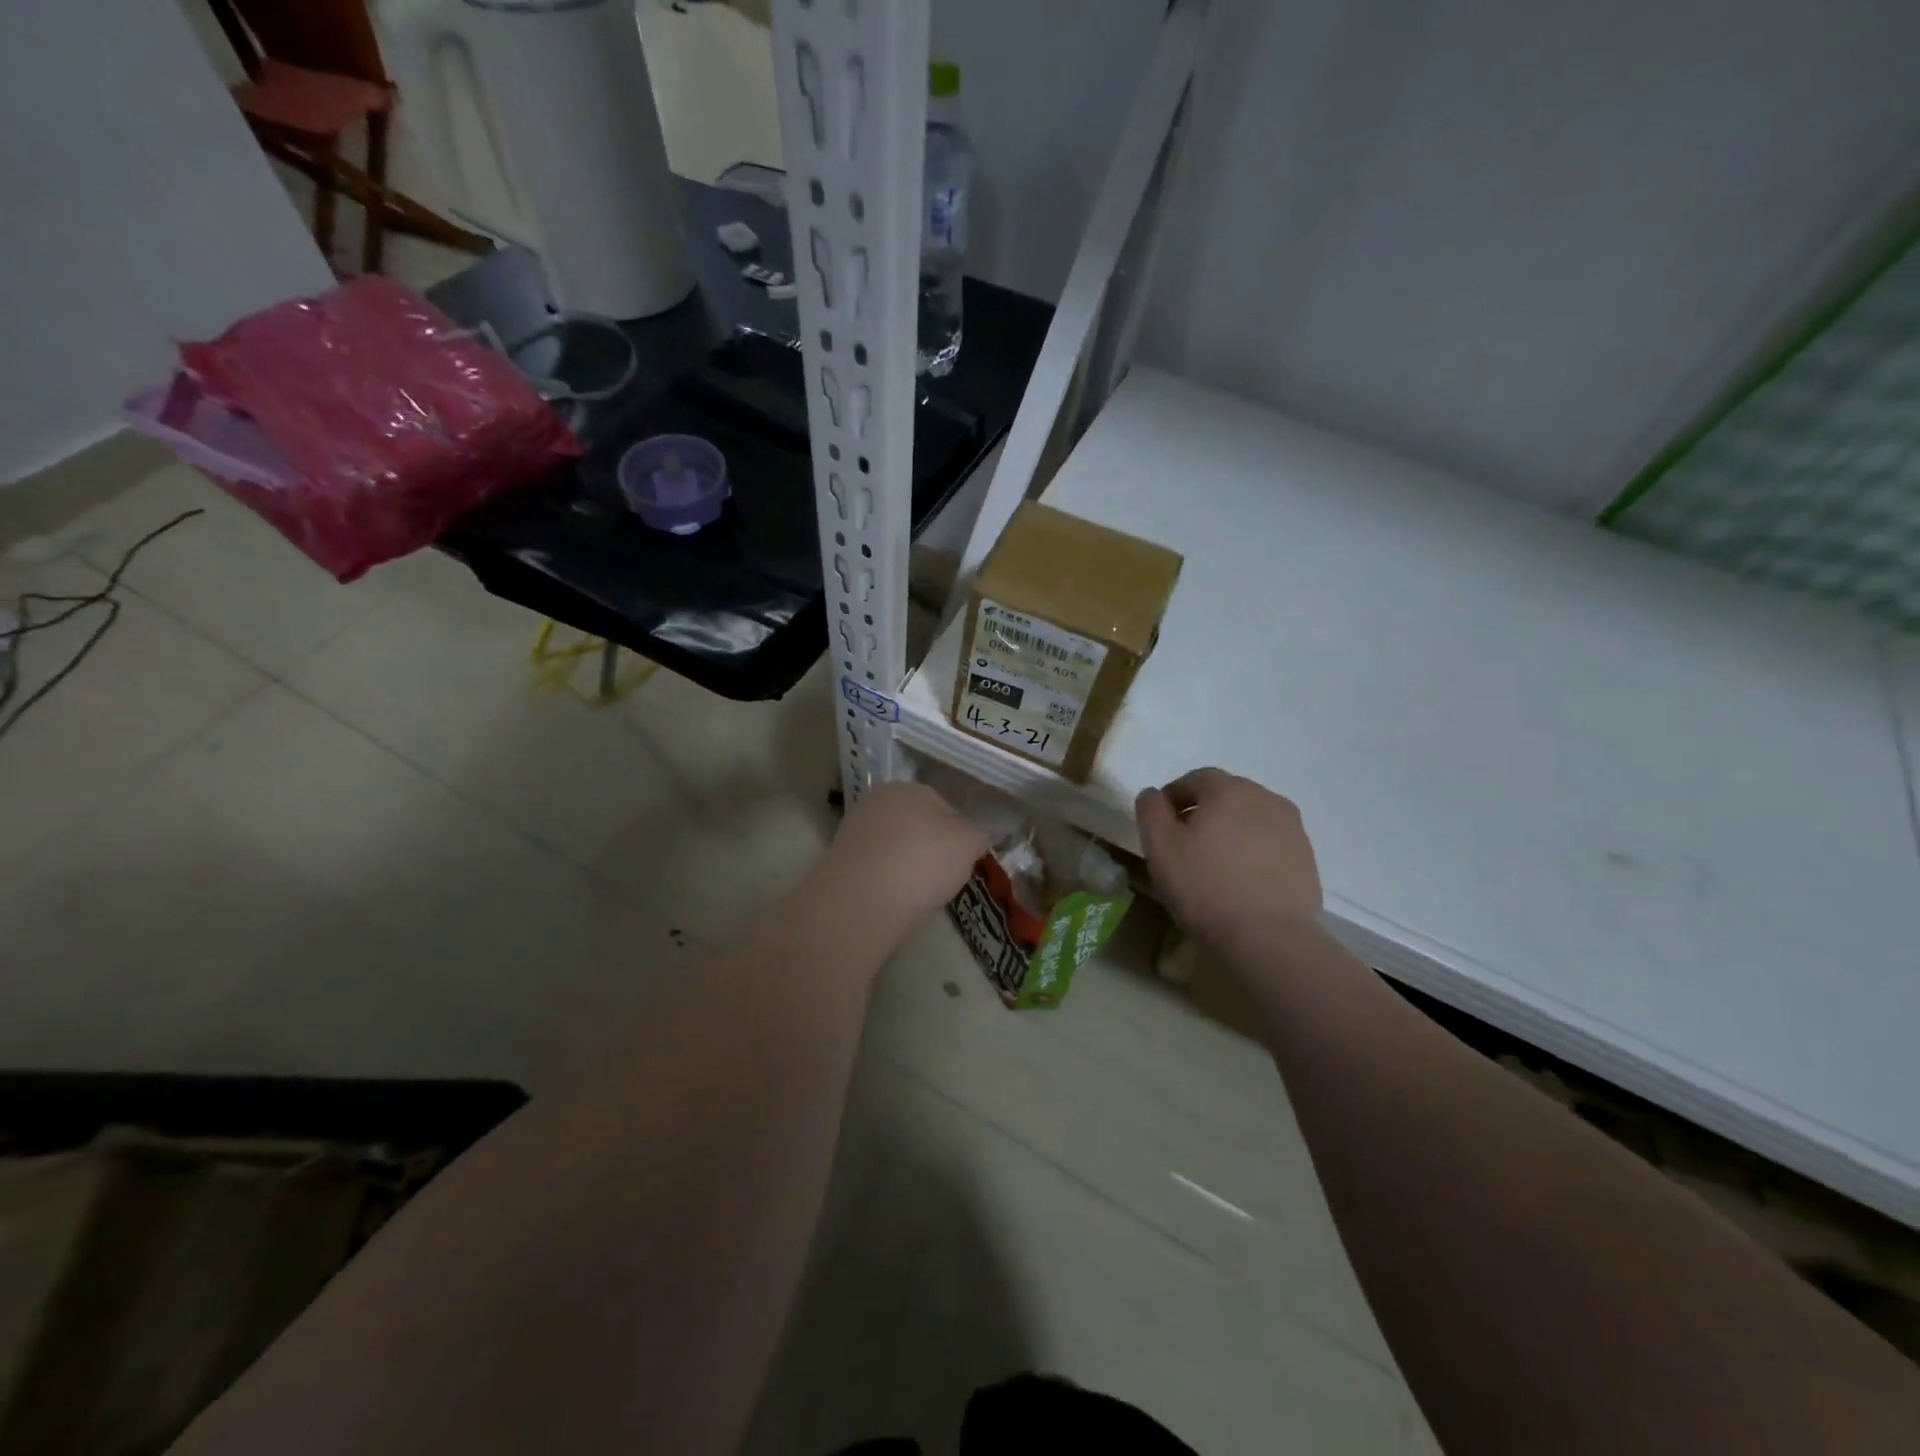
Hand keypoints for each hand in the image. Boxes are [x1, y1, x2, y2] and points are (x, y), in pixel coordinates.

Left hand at [822, 781, 989, 926]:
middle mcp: (877, 800)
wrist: (862, 898)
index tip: (965, 861)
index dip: (961, 835)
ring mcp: (854, 829)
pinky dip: (886, 880)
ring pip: (895, 847)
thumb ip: (978, 835)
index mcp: (909, 787)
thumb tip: (976, 837)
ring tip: (918, 893)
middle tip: (943, 878)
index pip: (946, 807)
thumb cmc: (923, 861)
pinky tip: (893, 898)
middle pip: (917, 826)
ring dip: (907, 865)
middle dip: (931, 848)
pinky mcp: (839, 860)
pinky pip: (875, 868)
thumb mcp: (969, 844)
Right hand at [1136, 768, 1321, 943]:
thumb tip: (1153, 794)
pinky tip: (1241, 881)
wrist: (1268, 937)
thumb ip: (1151, 810)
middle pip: (1227, 796)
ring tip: (1214, 864)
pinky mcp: (1306, 859)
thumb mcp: (1159, 846)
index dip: (1174, 796)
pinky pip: (1270, 844)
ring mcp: (1292, 829)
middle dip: (1204, 812)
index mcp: (1230, 790)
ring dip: (1230, 831)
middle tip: (1185, 842)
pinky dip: (1252, 852)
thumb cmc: (1205, 885)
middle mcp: (1266, 799)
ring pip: (1251, 819)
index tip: (1160, 822)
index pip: (1196, 779)